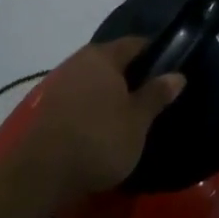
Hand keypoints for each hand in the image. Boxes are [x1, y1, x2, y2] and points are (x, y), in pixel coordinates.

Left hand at [20, 37, 184, 201]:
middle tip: (149, 95)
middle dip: (131, 75)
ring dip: (109, 92)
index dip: (155, 54)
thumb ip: (156, 95)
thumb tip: (177, 75)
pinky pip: (78, 97)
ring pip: (94, 79)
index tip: (168, 70)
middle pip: (112, 60)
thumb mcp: (137, 121)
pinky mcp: (47, 107)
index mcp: (104, 56)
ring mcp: (60, 83)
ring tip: (125, 114)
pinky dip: (91, 106)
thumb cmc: (99, 139)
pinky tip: (99, 126)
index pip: (136, 44)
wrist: (40, 174)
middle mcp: (80, 61)